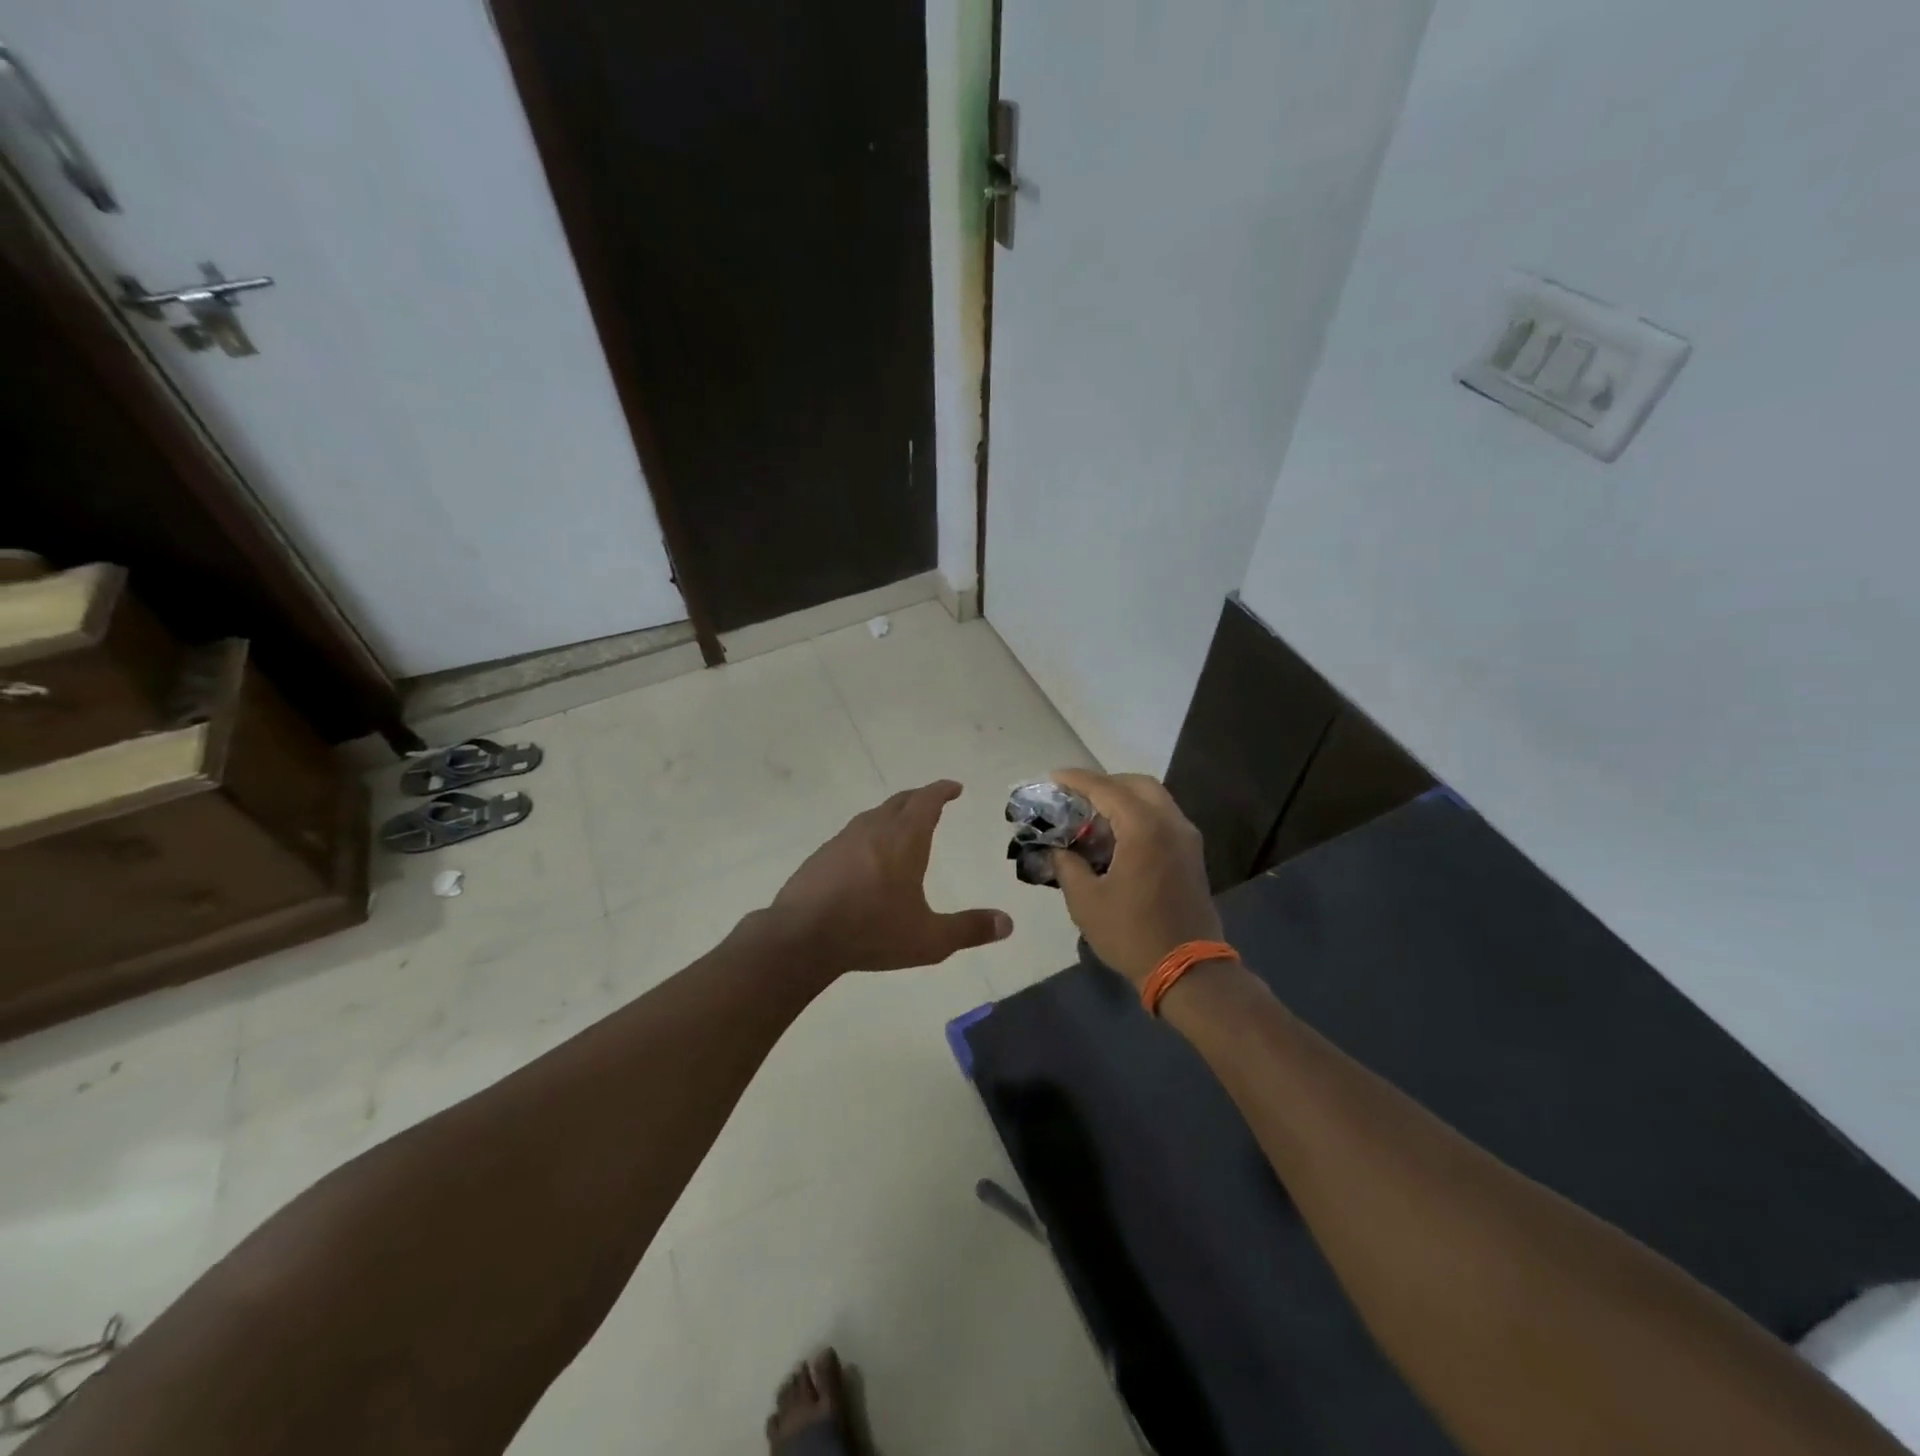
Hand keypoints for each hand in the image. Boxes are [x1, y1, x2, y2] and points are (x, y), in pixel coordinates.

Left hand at [768, 780, 1012, 974]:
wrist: (801, 938)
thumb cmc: (871, 932)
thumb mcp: (929, 939)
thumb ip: (969, 929)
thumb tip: (1007, 924)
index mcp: (904, 840)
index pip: (927, 802)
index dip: (942, 791)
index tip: (954, 787)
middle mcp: (874, 830)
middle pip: (900, 802)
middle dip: (920, 798)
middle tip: (934, 800)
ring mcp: (843, 840)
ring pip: (874, 815)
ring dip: (893, 814)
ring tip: (903, 825)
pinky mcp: (822, 856)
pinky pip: (854, 834)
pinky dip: (870, 834)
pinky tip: (867, 856)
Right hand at [1049, 769, 1221, 988]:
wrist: (1188, 970)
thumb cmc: (1132, 933)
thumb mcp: (1086, 901)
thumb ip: (1067, 866)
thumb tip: (1056, 850)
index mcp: (1144, 828)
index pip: (1106, 788)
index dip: (1076, 780)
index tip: (1052, 778)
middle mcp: (1170, 823)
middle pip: (1136, 784)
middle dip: (1104, 784)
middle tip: (1075, 797)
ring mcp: (1186, 838)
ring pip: (1154, 799)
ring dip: (1123, 799)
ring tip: (1092, 816)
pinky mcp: (1191, 855)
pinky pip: (1163, 818)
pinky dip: (1138, 815)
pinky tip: (1116, 836)